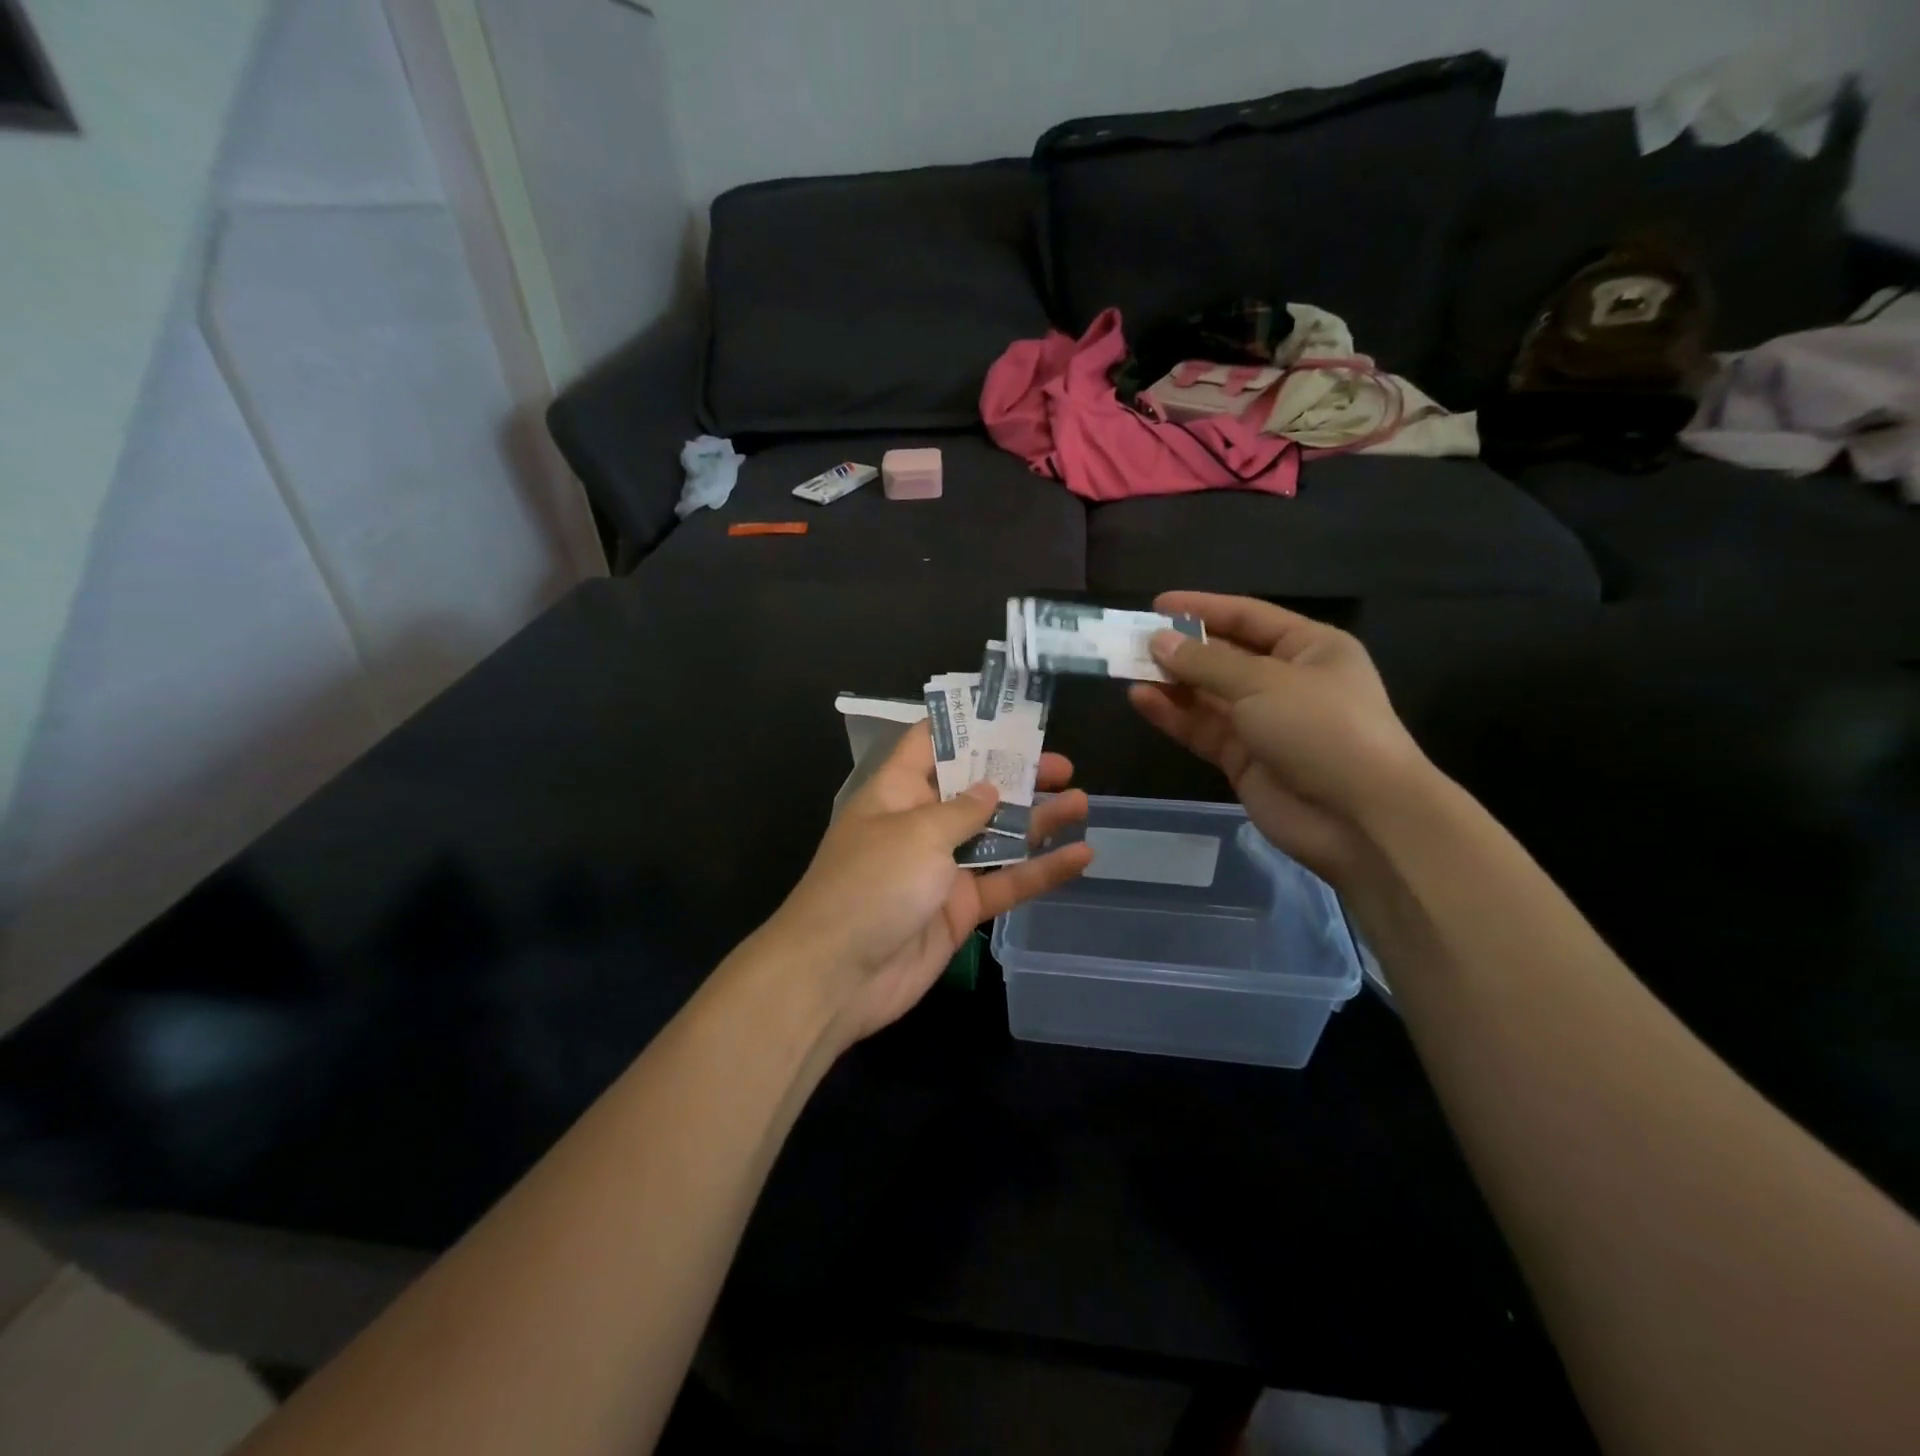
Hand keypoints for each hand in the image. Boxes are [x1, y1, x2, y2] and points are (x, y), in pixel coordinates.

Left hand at [768, 723, 1092, 1046]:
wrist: (839, 977)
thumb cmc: (871, 885)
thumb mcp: (916, 834)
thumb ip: (961, 810)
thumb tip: (990, 789)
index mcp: (897, 792)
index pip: (931, 745)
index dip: (967, 727)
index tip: (1009, 715)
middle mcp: (920, 824)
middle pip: (974, 790)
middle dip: (1016, 775)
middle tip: (1062, 765)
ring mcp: (942, 868)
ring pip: (998, 836)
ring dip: (1038, 820)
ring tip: (1082, 801)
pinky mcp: (961, 909)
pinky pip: (1006, 882)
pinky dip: (1042, 871)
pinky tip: (1081, 857)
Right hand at [1129, 592, 1427, 880]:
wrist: (1358, 817)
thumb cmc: (1321, 728)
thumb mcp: (1262, 683)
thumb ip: (1205, 662)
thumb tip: (1158, 641)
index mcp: (1310, 648)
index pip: (1248, 616)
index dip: (1203, 608)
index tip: (1157, 605)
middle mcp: (1286, 681)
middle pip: (1224, 656)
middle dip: (1181, 649)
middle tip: (1132, 642)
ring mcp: (1264, 723)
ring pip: (1208, 695)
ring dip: (1171, 682)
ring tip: (1127, 669)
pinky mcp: (1243, 760)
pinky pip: (1202, 729)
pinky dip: (1173, 715)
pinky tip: (1141, 700)